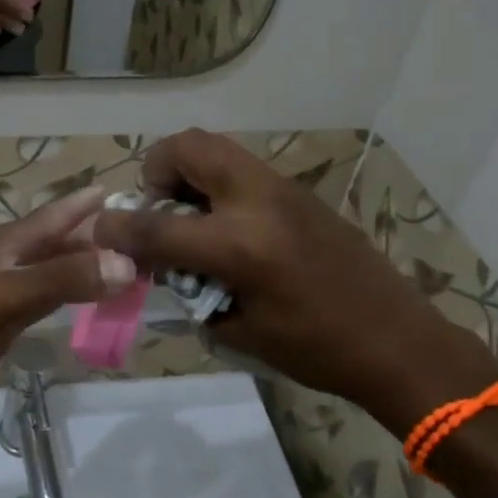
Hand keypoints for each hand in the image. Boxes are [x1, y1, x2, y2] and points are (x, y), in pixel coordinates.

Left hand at [0, 185, 137, 418]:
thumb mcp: (5, 297)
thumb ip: (61, 279)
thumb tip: (124, 263)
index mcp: (7, 245)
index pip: (55, 215)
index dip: (86, 203)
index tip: (123, 190)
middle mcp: (10, 261)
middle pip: (60, 242)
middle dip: (98, 238)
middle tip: (143, 239)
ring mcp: (5, 292)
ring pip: (56, 271)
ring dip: (88, 268)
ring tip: (129, 268)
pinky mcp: (3, 321)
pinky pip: (48, 301)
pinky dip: (72, 297)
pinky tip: (90, 302)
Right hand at [93, 131, 497, 436]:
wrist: (397, 340)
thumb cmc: (317, 350)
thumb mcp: (241, 333)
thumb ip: (192, 294)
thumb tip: (164, 271)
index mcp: (240, 246)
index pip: (157, 225)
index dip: (118, 228)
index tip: (99, 231)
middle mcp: (257, 202)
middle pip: (188, 147)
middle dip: (157, 170)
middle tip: (160, 209)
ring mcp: (282, 189)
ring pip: (218, 147)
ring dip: (189, 172)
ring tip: (191, 217)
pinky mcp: (300, 191)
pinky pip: (242, 168)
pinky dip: (218, 183)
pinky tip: (228, 227)